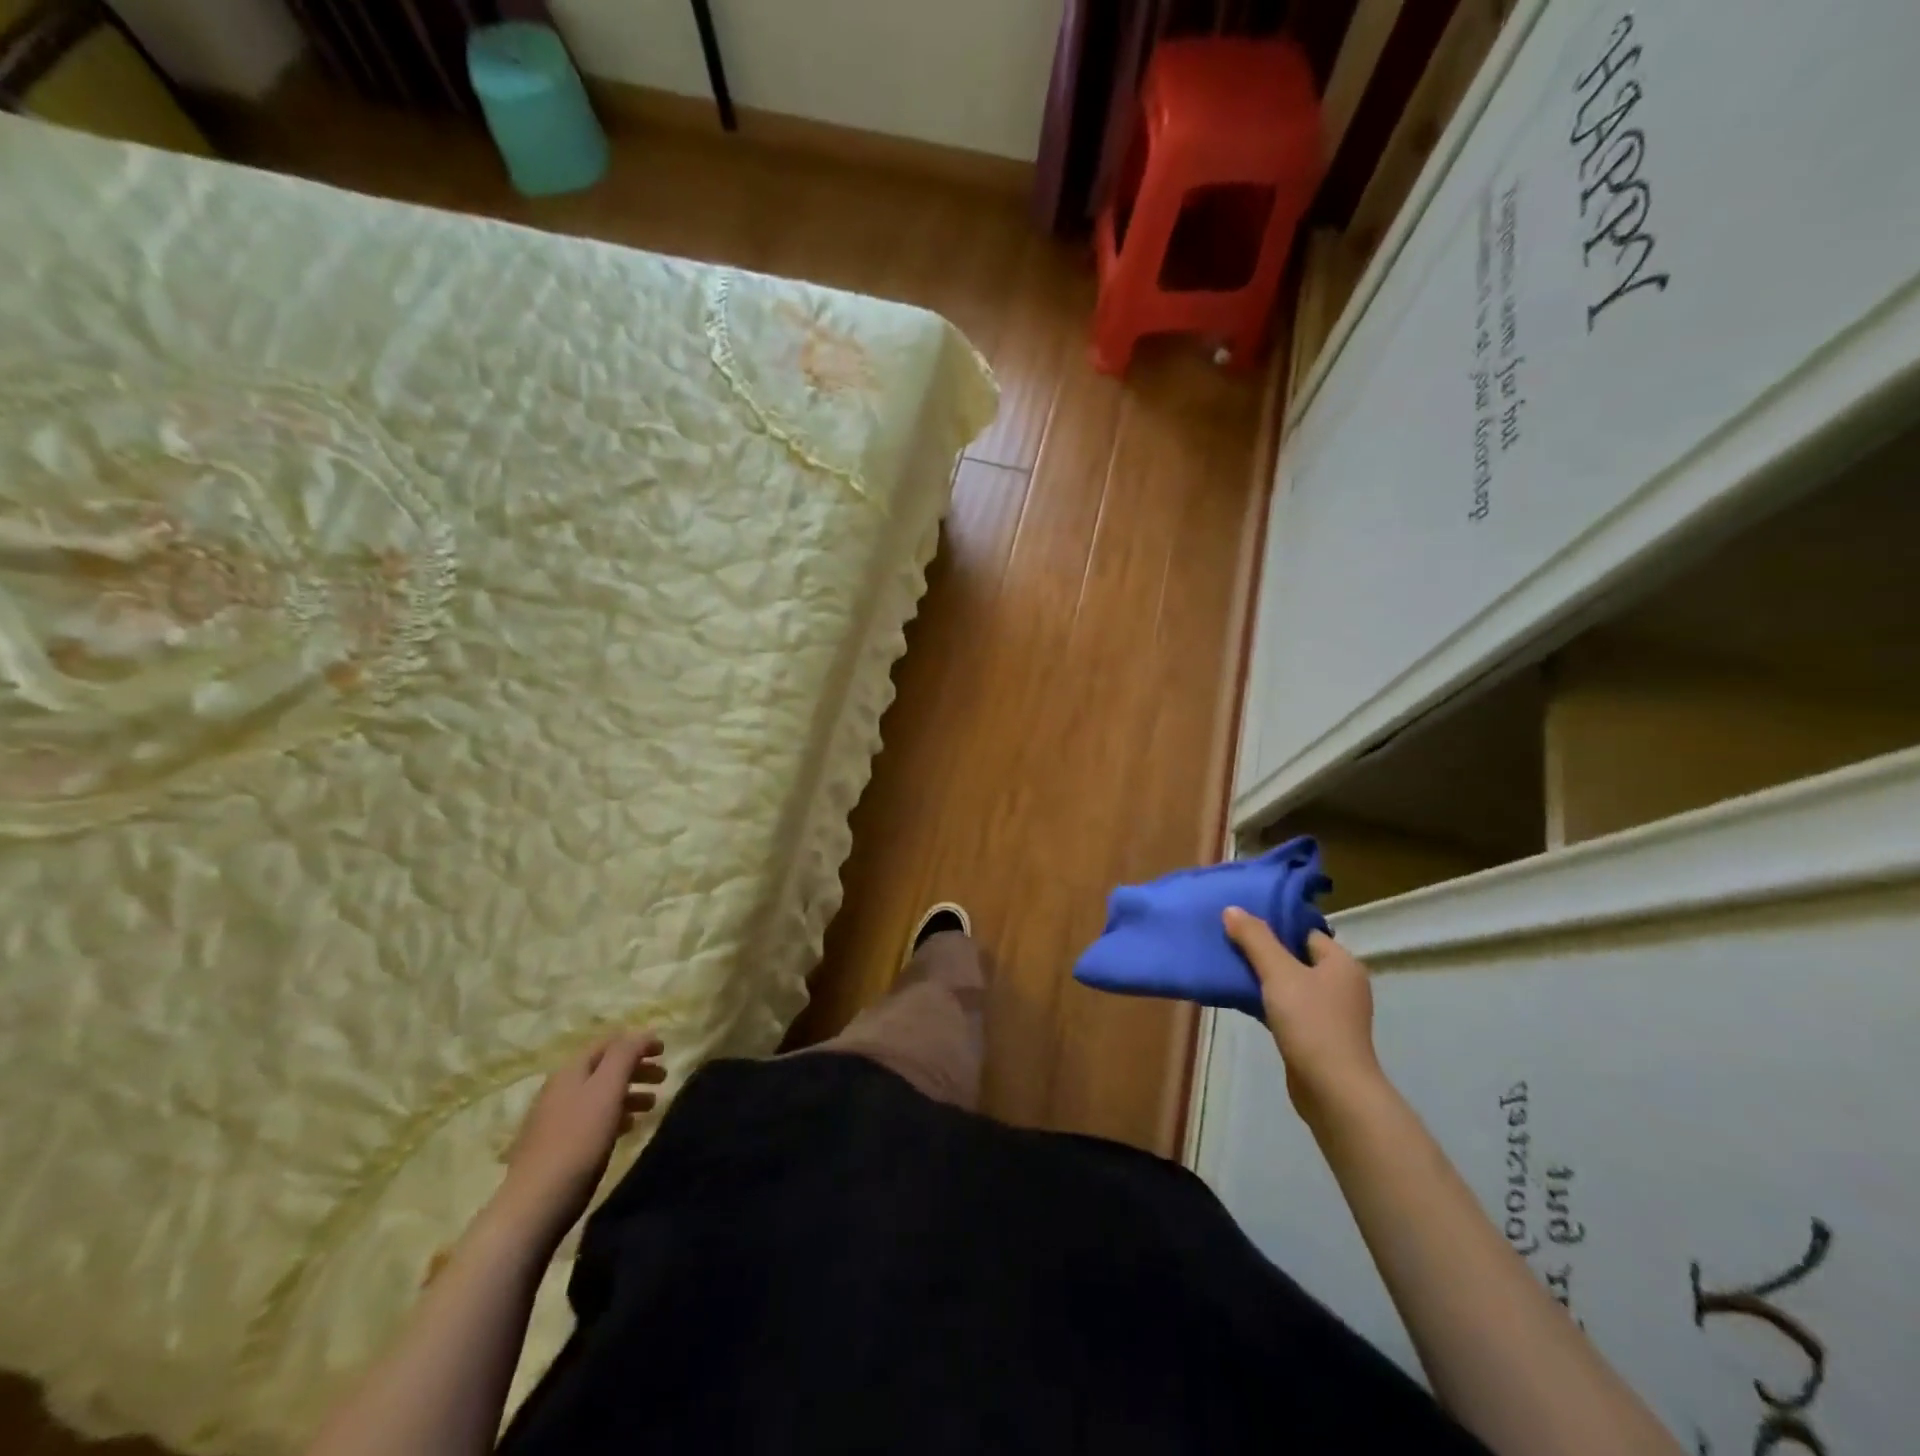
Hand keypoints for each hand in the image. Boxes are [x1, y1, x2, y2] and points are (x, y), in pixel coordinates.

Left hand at [499, 1031, 665, 1238]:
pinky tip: (627, 1128)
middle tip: (663, 1078)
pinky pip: (591, 1118)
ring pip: (599, 1094)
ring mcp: (554, 1118)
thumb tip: (642, 1033)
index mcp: (571, 1071)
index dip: (638, 1042)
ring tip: (651, 1106)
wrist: (536, 1203)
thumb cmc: (579, 1140)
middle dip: (636, 1068)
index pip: (609, 1043)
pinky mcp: (555, 1145)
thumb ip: (625, 1055)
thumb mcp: (607, 1089)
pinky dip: (614, 1114)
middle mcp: (560, 1089)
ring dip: (628, 1093)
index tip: (665, 1051)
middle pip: (604, 1068)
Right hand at [1222, 909, 1382, 1124]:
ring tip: (1229, 967)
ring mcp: (1332, 1013)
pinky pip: (1288, 1008)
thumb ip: (1255, 939)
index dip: (1274, 925)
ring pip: (1290, 984)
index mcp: (1341, 963)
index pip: (1305, 932)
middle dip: (1264, 951)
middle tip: (1229, 942)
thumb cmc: (1311, 1023)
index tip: (1241, 922)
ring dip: (1264, 978)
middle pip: (1296, 957)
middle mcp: (1341, 984)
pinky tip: (1241, 1000)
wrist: (1333, 1090)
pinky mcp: (1318, 1036)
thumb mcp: (1279, 973)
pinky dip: (1267, 1002)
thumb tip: (1232, 909)